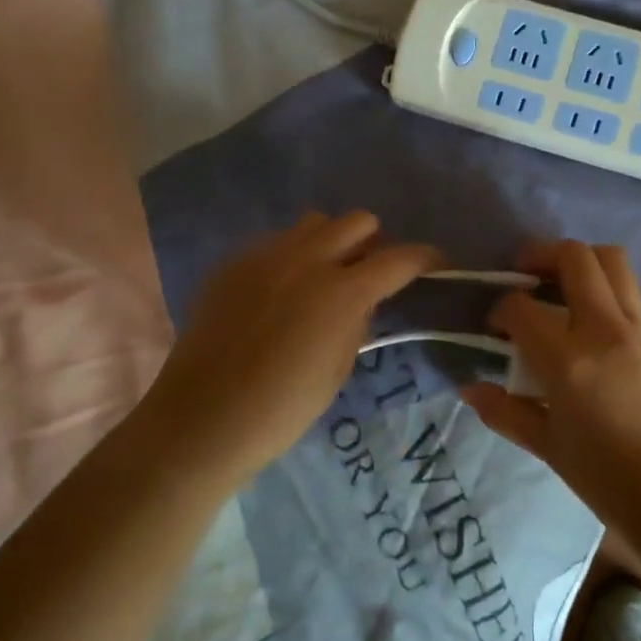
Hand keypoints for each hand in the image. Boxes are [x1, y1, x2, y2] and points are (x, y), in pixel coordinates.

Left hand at [144, 211, 437, 483]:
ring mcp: (265, 256)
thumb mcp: (339, 368)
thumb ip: (358, 321)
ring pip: (315, 223)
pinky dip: (292, 257)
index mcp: (342, 292)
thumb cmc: (282, 408)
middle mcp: (307, 260)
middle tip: (370, 274)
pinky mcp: (233, 264)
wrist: (203, 419)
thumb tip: (364, 300)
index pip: (400, 258)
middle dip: (374, 243)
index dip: (426, 258)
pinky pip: (275, 243)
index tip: (438, 264)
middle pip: (358, 221)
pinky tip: (281, 292)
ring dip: (332, 242)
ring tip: (324, 276)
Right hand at [460, 241, 640, 509]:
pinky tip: (587, 310)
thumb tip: (469, 388)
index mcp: (570, 360)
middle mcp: (605, 330)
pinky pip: (629, 288)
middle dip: (541, 254)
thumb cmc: (605, 477)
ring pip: (612, 260)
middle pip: (576, 258)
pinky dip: (604, 282)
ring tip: (558, 280)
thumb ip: (505, 411)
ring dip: (580, 259)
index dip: (500, 307)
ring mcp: (637, 329)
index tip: (493, 323)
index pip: (522, 308)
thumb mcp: (547, 446)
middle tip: (522, 272)